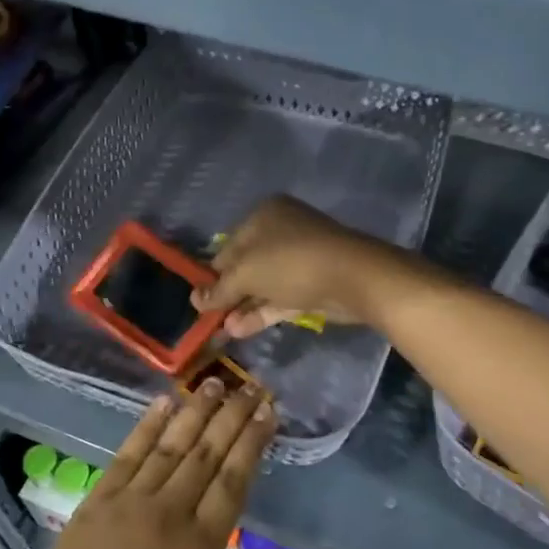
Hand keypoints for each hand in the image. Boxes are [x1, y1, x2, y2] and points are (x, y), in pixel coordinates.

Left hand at [29, 380, 285, 548]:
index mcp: (201, 545)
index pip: (235, 479)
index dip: (253, 441)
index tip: (268, 412)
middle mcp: (170, 511)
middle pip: (208, 452)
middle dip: (233, 415)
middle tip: (252, 385)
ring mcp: (133, 499)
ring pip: (172, 444)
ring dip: (196, 410)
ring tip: (216, 382)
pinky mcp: (101, 496)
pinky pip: (130, 452)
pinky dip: (149, 424)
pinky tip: (165, 401)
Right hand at [192, 195, 408, 339]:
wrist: (353, 277)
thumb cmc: (291, 263)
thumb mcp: (246, 274)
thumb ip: (220, 290)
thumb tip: (195, 300)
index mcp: (263, 216)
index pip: (227, 246)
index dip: (212, 274)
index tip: (199, 300)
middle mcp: (281, 231)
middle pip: (246, 265)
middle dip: (228, 294)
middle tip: (209, 319)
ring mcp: (300, 258)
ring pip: (263, 285)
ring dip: (242, 307)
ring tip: (221, 332)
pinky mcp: (313, 284)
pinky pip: (280, 298)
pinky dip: (261, 312)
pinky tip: (238, 331)